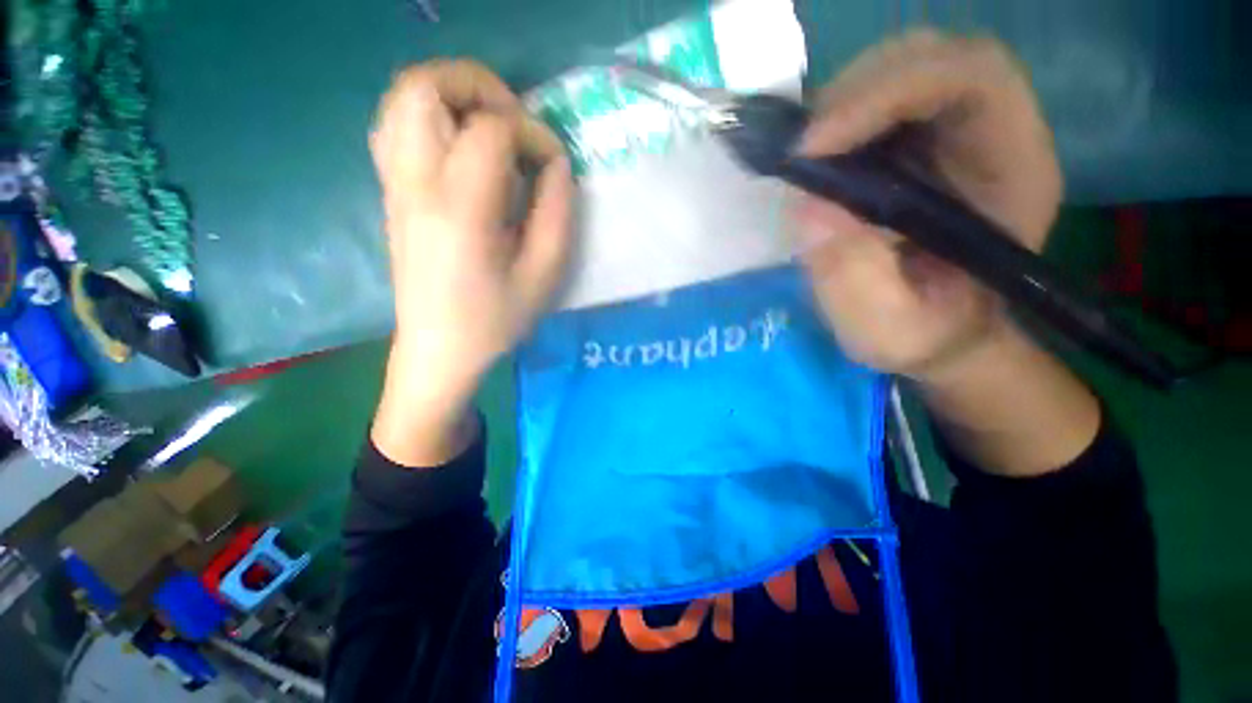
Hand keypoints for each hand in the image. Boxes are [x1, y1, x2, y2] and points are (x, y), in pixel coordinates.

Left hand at [369, 60, 573, 465]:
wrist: (439, 349)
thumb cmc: (496, 320)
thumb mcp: (544, 274)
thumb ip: (557, 212)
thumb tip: (555, 164)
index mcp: (460, 209)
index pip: (492, 131)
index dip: (532, 134)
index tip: (553, 164)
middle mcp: (415, 183)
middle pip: (424, 86)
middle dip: (479, 87)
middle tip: (515, 123)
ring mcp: (394, 184)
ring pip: (403, 98)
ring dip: (452, 96)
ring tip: (491, 130)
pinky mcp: (390, 193)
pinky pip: (396, 126)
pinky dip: (431, 117)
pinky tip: (461, 149)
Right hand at [794, 31, 1062, 383]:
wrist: (938, 330)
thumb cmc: (925, 335)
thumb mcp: (888, 330)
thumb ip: (854, 280)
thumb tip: (809, 210)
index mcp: (1011, 170)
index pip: (971, 78)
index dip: (888, 93)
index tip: (813, 148)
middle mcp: (989, 131)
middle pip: (931, 56)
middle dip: (856, 92)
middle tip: (801, 151)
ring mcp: (948, 131)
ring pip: (898, 68)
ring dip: (841, 103)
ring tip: (804, 158)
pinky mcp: (911, 142)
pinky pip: (873, 101)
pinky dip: (834, 120)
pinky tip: (814, 159)